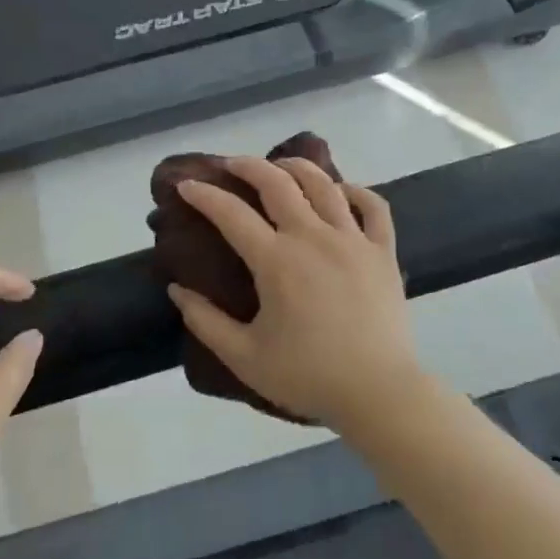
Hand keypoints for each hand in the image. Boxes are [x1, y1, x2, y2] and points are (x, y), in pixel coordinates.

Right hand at [166, 157, 429, 431]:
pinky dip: (356, 191)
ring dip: (297, 167)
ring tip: (281, 165)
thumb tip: (177, 290)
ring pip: (324, 184)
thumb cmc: (308, 376)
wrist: (379, 393)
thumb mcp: (244, 357)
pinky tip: (342, 191)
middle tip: (231, 164)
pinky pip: (373, 207)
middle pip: (278, 183)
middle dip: (248, 166)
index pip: (231, 214)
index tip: (186, 185)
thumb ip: (205, 321)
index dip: (204, 195)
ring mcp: (353, 240)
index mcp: (276, 261)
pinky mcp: (383, 252)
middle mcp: (313, 237)